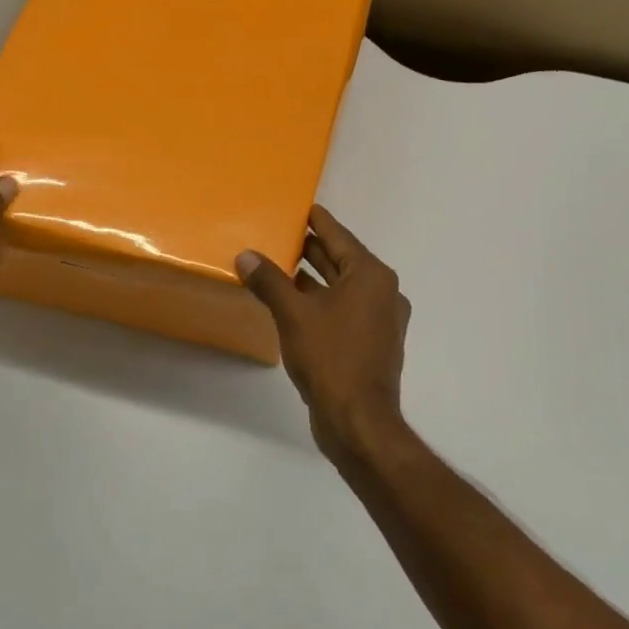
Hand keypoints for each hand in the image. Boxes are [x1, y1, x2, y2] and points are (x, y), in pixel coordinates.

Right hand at [238, 207, 413, 470]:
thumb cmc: (331, 357)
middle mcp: (382, 293)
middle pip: (342, 261)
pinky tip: (294, 305)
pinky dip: (321, 303)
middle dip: (312, 250)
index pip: (340, 237)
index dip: (319, 221)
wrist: (359, 420)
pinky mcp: (371, 344)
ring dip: (313, 279)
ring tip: (280, 267)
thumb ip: (270, 281)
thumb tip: (245, 255)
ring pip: (342, 289)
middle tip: (281, 235)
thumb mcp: (294, 314)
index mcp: (371, 276)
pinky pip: (344, 311)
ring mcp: (380, 321)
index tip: (302, 207)